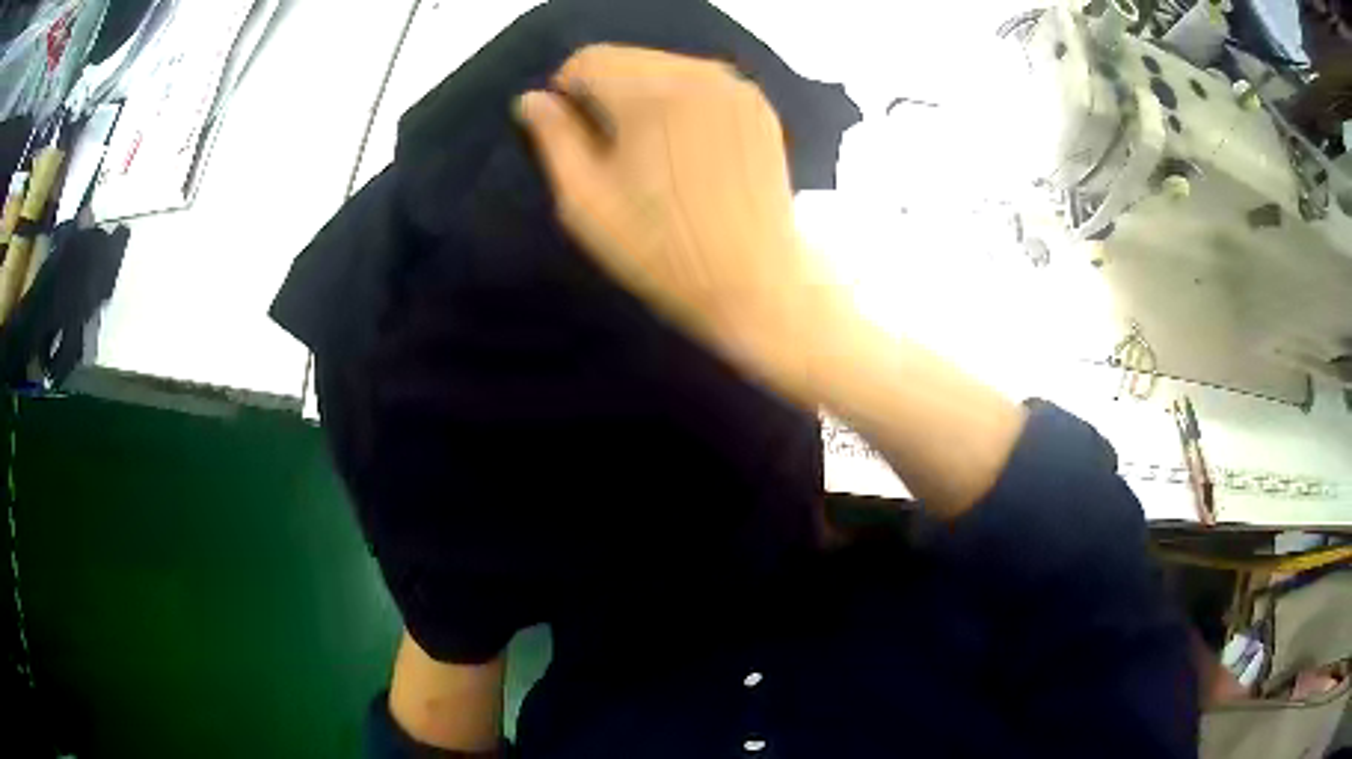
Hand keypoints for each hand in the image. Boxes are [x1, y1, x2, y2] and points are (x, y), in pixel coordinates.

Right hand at [518, 45, 1022, 517]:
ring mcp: (746, 97)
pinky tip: (684, 173)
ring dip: (643, 114)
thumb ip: (558, 147)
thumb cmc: (680, 278)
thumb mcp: (595, 221)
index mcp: (665, 99)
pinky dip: (679, 122)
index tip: (570, 148)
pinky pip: (701, 98)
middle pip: (629, 63)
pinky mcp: (767, 120)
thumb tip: (534, 102)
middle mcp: (711, 80)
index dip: (570, 102)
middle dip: (606, 105)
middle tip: (607, 168)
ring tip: (646, 176)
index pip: (589, 63)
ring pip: (667, 77)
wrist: (783, 310)